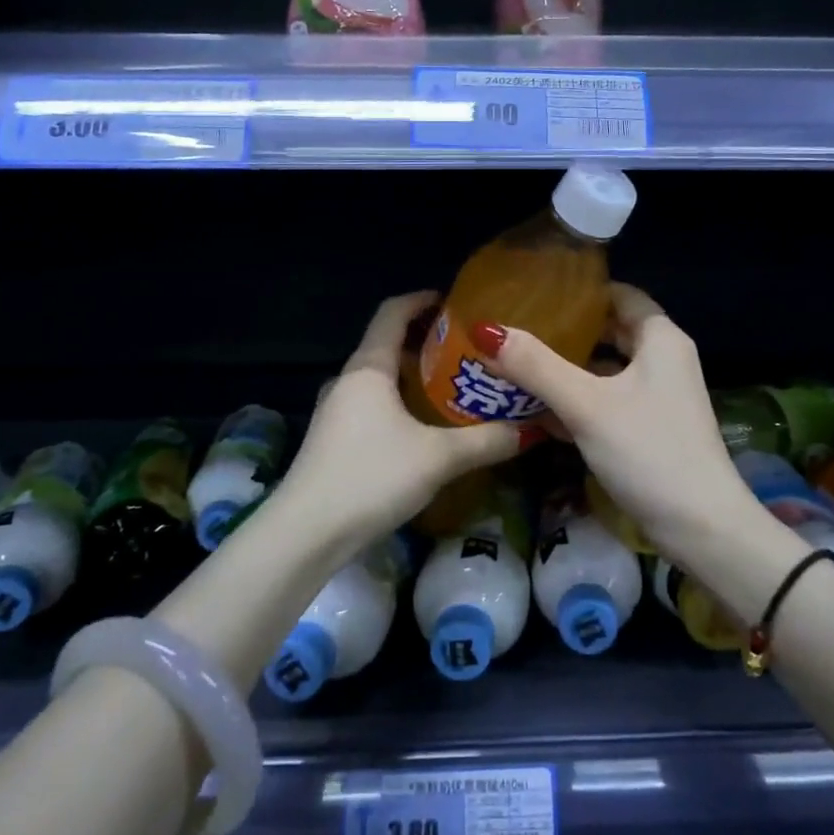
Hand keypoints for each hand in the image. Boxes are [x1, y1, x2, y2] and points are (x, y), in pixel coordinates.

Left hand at [281, 292, 522, 552]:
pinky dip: (400, 405)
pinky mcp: (334, 440)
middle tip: (468, 353)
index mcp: (368, 369)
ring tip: (454, 389)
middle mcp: (347, 381)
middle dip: (427, 344)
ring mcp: (336, 412)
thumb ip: (485, 441)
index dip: (421, 300)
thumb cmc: (371, 477)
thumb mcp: (438, 458)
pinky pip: (373, 407)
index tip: (453, 302)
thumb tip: (526, 430)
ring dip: (414, 378)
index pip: (392, 313)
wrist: (306, 534)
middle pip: (387, 345)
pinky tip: (425, 430)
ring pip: (380, 381)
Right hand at [475, 284, 754, 556]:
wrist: (699, 527)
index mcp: (660, 339)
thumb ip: (536, 366)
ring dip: (567, 370)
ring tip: (516, 366)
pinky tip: (538, 411)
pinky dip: (578, 401)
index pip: (618, 295)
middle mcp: (664, 360)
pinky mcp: (649, 428)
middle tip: (517, 330)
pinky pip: (607, 401)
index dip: (579, 291)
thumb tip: (487, 330)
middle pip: (609, 332)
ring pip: (605, 370)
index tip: (535, 293)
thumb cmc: (648, 451)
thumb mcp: (586, 405)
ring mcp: (658, 397)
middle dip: (565, 333)